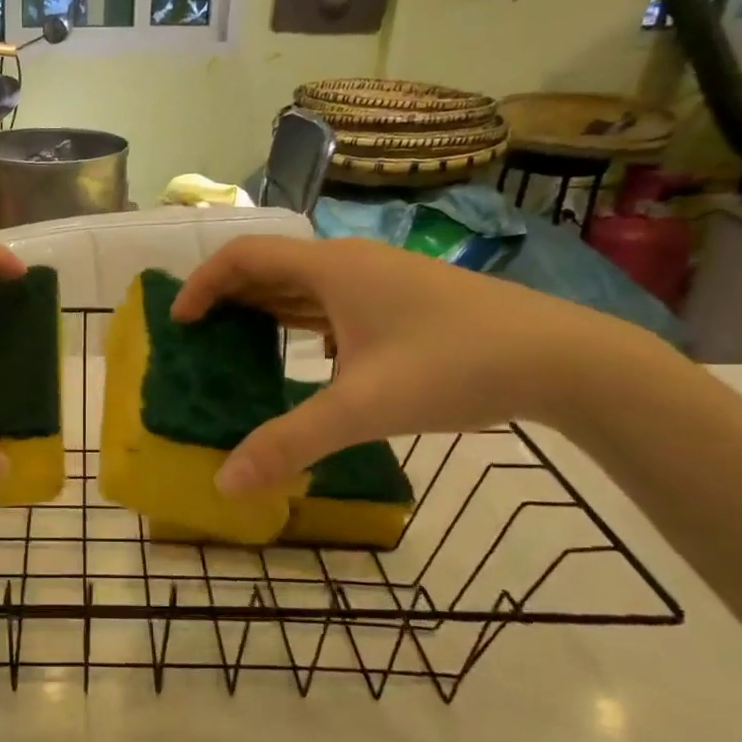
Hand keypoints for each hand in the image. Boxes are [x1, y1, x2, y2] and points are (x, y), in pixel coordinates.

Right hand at [172, 236, 656, 493]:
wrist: (563, 359)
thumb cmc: (453, 367)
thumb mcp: (361, 409)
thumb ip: (288, 443)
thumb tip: (224, 483)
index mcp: (330, 268)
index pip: (242, 257)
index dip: (201, 286)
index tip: (179, 324)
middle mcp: (350, 262)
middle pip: (269, 267)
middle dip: (227, 298)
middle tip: (200, 340)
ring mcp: (381, 279)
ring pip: (304, 284)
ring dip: (265, 308)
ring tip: (238, 346)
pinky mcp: (404, 300)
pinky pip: (333, 300)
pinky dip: (303, 320)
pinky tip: (306, 355)